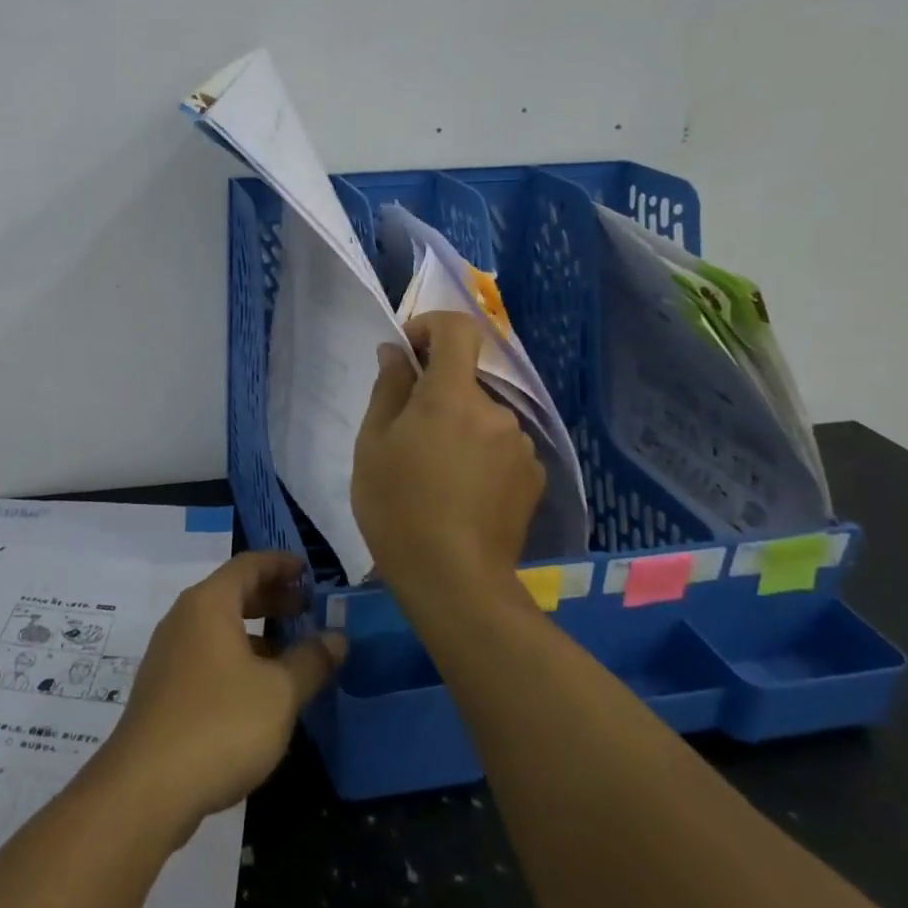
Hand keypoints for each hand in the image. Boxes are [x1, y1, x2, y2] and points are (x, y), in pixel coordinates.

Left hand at [101, 552, 346, 836]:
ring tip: (291, 652)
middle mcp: (184, 618)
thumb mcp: (279, 693)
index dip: (280, 564)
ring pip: (219, 627)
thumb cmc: (220, 724)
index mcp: (209, 603)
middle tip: (308, 609)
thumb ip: (311, 661)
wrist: (146, 787)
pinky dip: (237, 657)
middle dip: (272, 598)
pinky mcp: (164, 688)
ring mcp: (169, 654)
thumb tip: (337, 638)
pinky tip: (259, 690)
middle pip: (232, 593)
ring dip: (256, 632)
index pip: (248, 565)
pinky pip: (207, 655)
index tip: (309, 570)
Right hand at [352, 311, 546, 592]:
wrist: (454, 581)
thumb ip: (388, 388)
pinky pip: (501, 448)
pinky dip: (481, 456)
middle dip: (437, 395)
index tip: (409, 351)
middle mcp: (495, 411)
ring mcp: (520, 445)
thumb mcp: (373, 444)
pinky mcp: (534, 477)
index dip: (432, 326)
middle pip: (465, 381)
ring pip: (482, 418)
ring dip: (459, 429)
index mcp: (451, 395)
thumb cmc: (397, 507)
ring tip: (435, 474)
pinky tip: (463, 495)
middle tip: (407, 437)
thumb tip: (396, 352)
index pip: (458, 330)